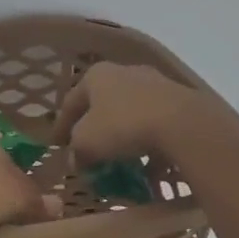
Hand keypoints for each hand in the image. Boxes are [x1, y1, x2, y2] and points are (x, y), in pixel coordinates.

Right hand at [53, 62, 205, 163]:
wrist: (182, 124)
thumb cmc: (122, 126)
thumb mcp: (86, 143)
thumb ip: (76, 151)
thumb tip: (78, 160)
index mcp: (96, 75)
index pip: (70, 102)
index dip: (60, 126)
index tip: (56, 145)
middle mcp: (125, 72)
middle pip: (102, 105)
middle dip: (94, 130)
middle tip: (88, 151)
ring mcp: (155, 84)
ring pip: (130, 114)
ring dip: (122, 138)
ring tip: (119, 161)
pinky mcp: (179, 101)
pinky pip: (155, 125)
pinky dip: (147, 144)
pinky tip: (147, 165)